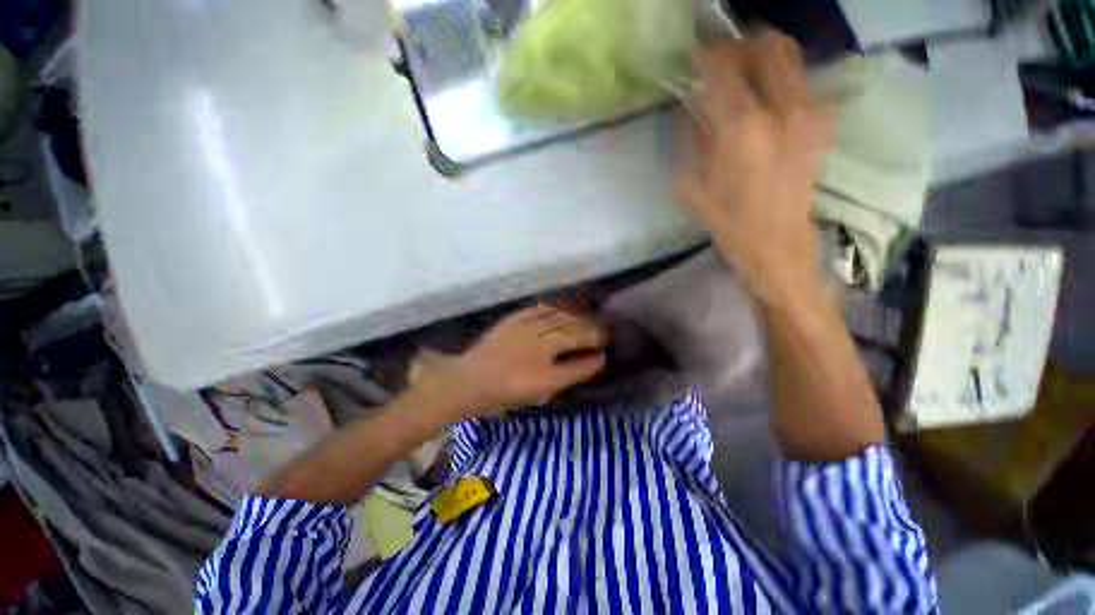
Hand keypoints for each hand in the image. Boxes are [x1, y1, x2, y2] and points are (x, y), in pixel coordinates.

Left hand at [414, 305, 607, 418]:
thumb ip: (575, 370)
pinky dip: (552, 308)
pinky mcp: (513, 320)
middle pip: (572, 323)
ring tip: (587, 317)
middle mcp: (540, 328)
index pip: (581, 337)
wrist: (471, 381)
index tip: (611, 338)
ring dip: (575, 314)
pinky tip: (558, 308)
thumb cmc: (510, 389)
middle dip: (590, 324)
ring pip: (557, 313)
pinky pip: (537, 308)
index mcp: (549, 345)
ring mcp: (526, 322)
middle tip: (604, 327)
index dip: (598, 337)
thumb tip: (599, 359)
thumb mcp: (547, 386)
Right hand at [676, 32, 829, 304]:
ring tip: (742, 71)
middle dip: (741, 45)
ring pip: (790, 57)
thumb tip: (688, 111)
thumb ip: (691, 142)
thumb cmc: (731, 224)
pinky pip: (800, 80)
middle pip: (768, 48)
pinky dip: (779, 77)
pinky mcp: (821, 124)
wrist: (779, 245)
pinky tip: (763, 97)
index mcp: (743, 132)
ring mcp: (808, 114)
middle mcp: (782, 112)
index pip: (726, 69)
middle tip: (722, 57)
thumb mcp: (695, 189)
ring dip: (763, 55)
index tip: (696, 56)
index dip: (709, 55)